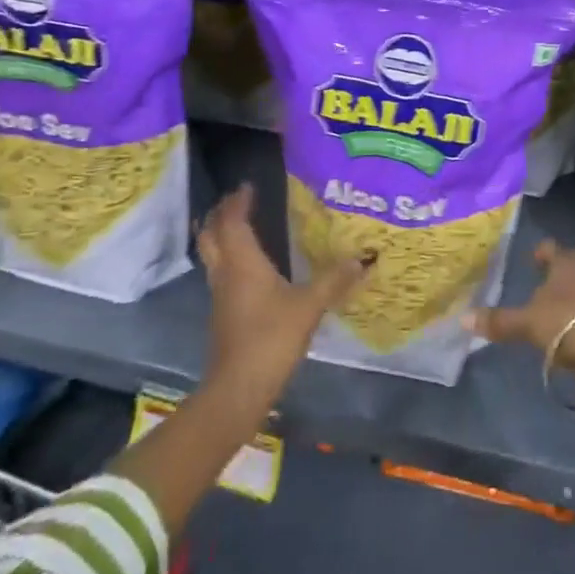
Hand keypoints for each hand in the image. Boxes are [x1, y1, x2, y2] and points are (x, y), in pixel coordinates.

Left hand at [198, 183, 367, 396]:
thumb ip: (334, 280)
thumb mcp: (309, 306)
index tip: (248, 185)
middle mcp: (226, 273)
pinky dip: (230, 256)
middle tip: (238, 200)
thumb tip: (363, 258)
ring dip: (221, 235)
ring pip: (213, 254)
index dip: (238, 202)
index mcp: (243, 263)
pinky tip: (250, 264)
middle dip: (221, 214)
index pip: (233, 222)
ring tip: (241, 224)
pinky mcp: (224, 313)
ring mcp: (221, 295)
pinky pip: (221, 272)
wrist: (238, 388)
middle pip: (211, 235)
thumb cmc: (271, 338)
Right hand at [465, 239, 574, 369]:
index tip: (534, 258)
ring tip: (563, 307)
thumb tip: (464, 318)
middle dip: (563, 270)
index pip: (550, 247)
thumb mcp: (527, 324)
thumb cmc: (565, 323)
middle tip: (548, 282)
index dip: (541, 252)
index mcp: (566, 261)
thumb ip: (499, 321)